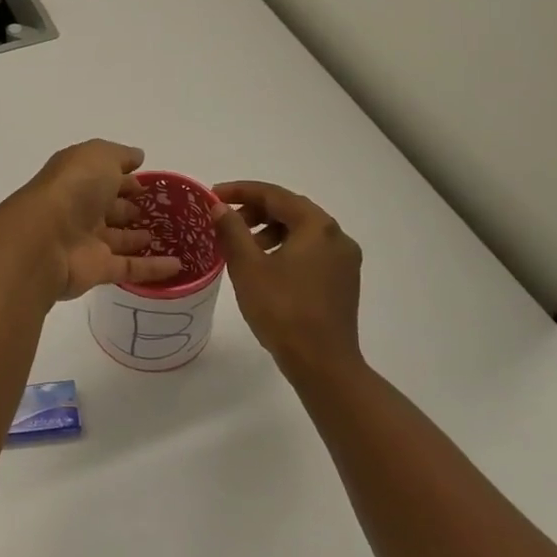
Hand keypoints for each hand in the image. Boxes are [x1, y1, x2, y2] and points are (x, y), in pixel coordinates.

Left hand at [16, 141, 183, 300]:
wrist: (45, 239)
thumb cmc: (73, 187)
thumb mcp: (98, 156)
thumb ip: (120, 155)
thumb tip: (138, 156)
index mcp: (78, 179)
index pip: (104, 177)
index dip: (124, 178)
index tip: (147, 182)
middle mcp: (80, 209)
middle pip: (109, 208)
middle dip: (130, 207)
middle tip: (158, 210)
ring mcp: (88, 241)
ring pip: (118, 239)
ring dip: (139, 237)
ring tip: (167, 235)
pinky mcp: (98, 270)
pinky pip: (130, 268)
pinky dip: (153, 268)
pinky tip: (177, 265)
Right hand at [213, 181, 363, 377]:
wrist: (323, 364)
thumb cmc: (282, 310)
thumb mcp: (248, 267)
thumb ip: (232, 230)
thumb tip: (219, 207)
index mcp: (317, 226)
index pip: (274, 195)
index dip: (240, 191)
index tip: (213, 196)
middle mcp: (337, 236)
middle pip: (291, 210)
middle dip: (255, 211)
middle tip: (225, 221)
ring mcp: (344, 260)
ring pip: (301, 231)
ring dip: (270, 230)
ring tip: (242, 247)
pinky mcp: (343, 281)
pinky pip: (310, 251)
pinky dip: (285, 248)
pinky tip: (265, 267)